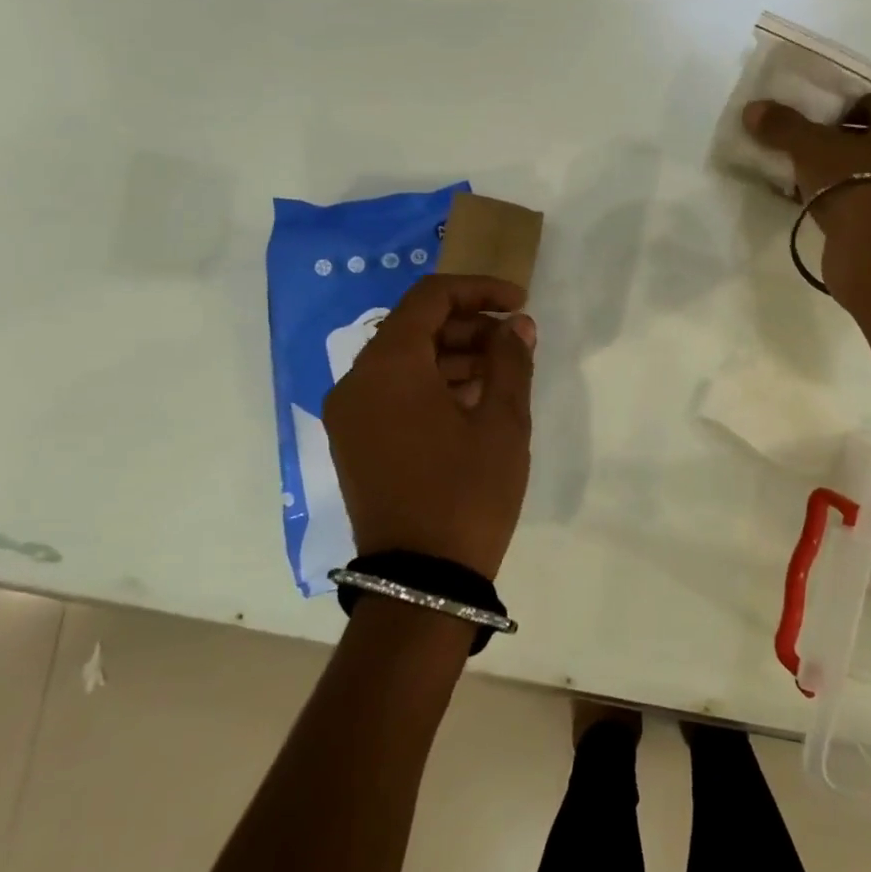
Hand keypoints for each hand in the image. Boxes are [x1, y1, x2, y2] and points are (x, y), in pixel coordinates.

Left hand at [323, 275, 536, 579]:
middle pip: (414, 327)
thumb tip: (516, 325)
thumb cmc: (468, 492)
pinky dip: (432, 384)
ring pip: (404, 360)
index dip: (479, 290)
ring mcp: (350, 415)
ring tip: (502, 374)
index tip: (519, 303)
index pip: (431, 298)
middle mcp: (357, 381)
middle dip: (469, 326)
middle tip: (515, 342)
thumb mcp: (503, 421)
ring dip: (453, 356)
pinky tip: (473, 403)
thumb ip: (511, 359)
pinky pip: (393, 392)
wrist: (422, 581)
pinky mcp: (355, 442)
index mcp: (389, 366)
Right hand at [743, 91, 870, 214]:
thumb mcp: (811, 147)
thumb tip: (753, 109)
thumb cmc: (855, 180)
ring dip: (847, 178)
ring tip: (810, 184)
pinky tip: (822, 211)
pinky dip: (852, 205)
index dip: (836, 113)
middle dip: (842, 147)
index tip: (809, 129)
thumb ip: (784, 126)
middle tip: (807, 155)